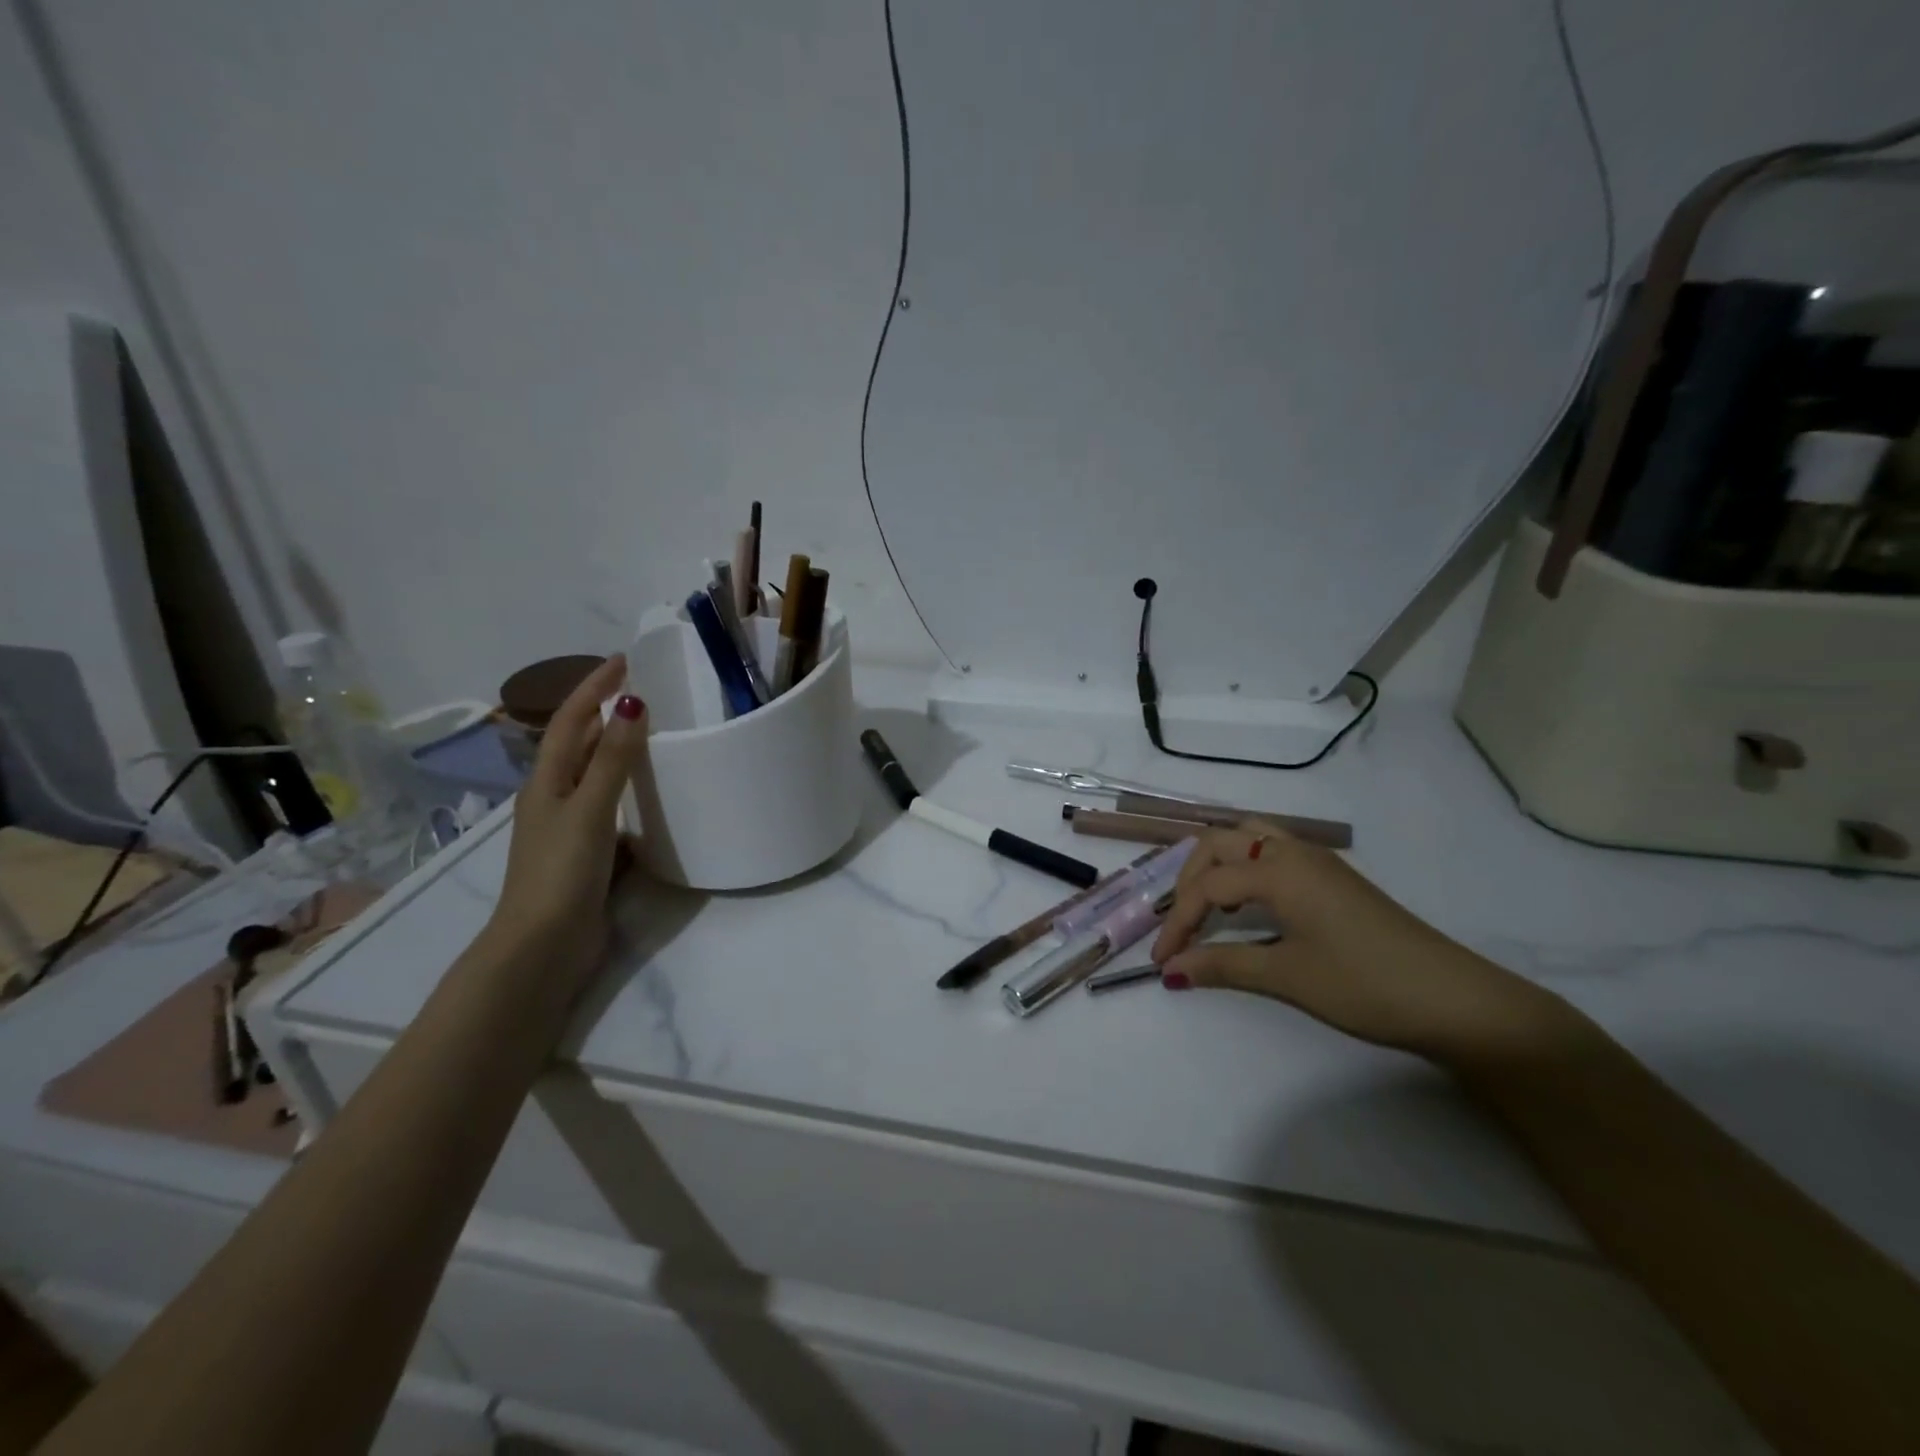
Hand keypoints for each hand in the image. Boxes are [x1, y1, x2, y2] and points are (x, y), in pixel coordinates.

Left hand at [488, 655, 648, 989]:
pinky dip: (632, 794)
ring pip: (598, 777)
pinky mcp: (589, 854)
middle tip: (648, 691)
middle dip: (608, 713)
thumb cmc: (561, 872)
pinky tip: (656, 798)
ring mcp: (571, 827)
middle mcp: (555, 797)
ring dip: (621, 752)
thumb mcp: (589, 809)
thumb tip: (631, 703)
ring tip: (658, 735)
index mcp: (547, 781)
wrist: (542, 946)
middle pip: (581, 744)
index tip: (626, 661)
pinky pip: (614, 809)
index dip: (595, 687)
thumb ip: (612, 760)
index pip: (572, 719)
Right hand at [1150, 821, 1569, 1063]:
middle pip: (1219, 843)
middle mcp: (1293, 852)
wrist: (1455, 1000)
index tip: (1161, 960)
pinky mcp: (1333, 878)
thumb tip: (1170, 971)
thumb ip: (1223, 966)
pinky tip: (1247, 905)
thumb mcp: (1287, 976)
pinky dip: (1244, 869)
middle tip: (1178, 924)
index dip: (1177, 921)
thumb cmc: (1365, 984)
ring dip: (1217, 866)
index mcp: (1278, 868)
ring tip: (1206, 905)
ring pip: (1248, 838)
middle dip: (1188, 880)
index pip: (1207, 885)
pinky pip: (1272, 853)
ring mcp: (1317, 861)